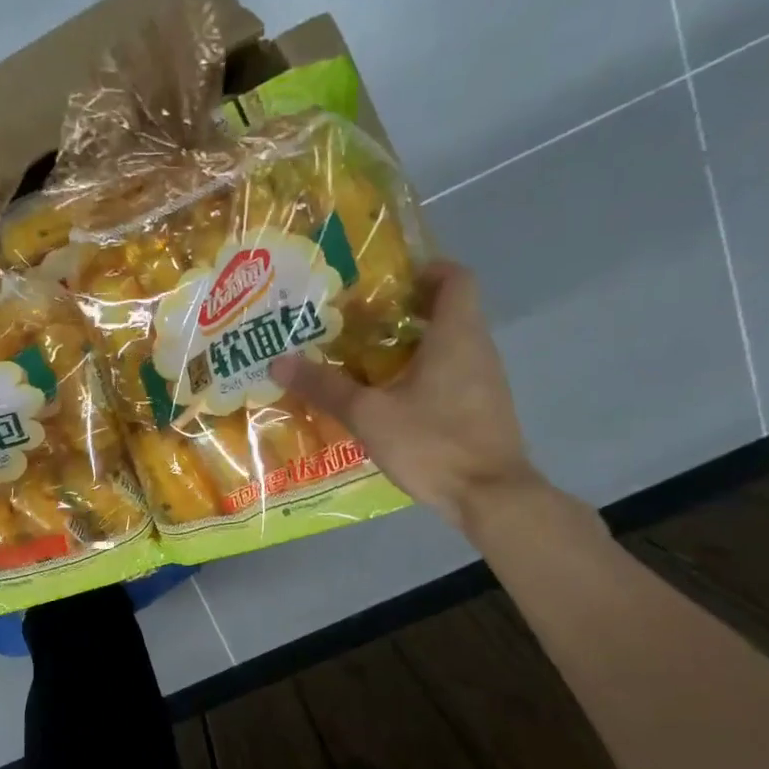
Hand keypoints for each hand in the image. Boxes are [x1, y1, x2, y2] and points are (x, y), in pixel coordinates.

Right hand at [271, 261, 539, 531]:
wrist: (490, 497)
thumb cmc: (433, 443)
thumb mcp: (368, 415)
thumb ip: (325, 386)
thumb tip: (278, 361)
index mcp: (456, 335)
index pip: (455, 276)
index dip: (423, 270)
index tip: (385, 285)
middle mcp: (478, 348)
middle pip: (447, 310)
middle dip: (402, 312)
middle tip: (357, 325)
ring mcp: (486, 380)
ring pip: (449, 345)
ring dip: (410, 346)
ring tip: (364, 361)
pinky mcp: (484, 409)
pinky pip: (452, 375)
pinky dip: (423, 375)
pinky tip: (390, 400)